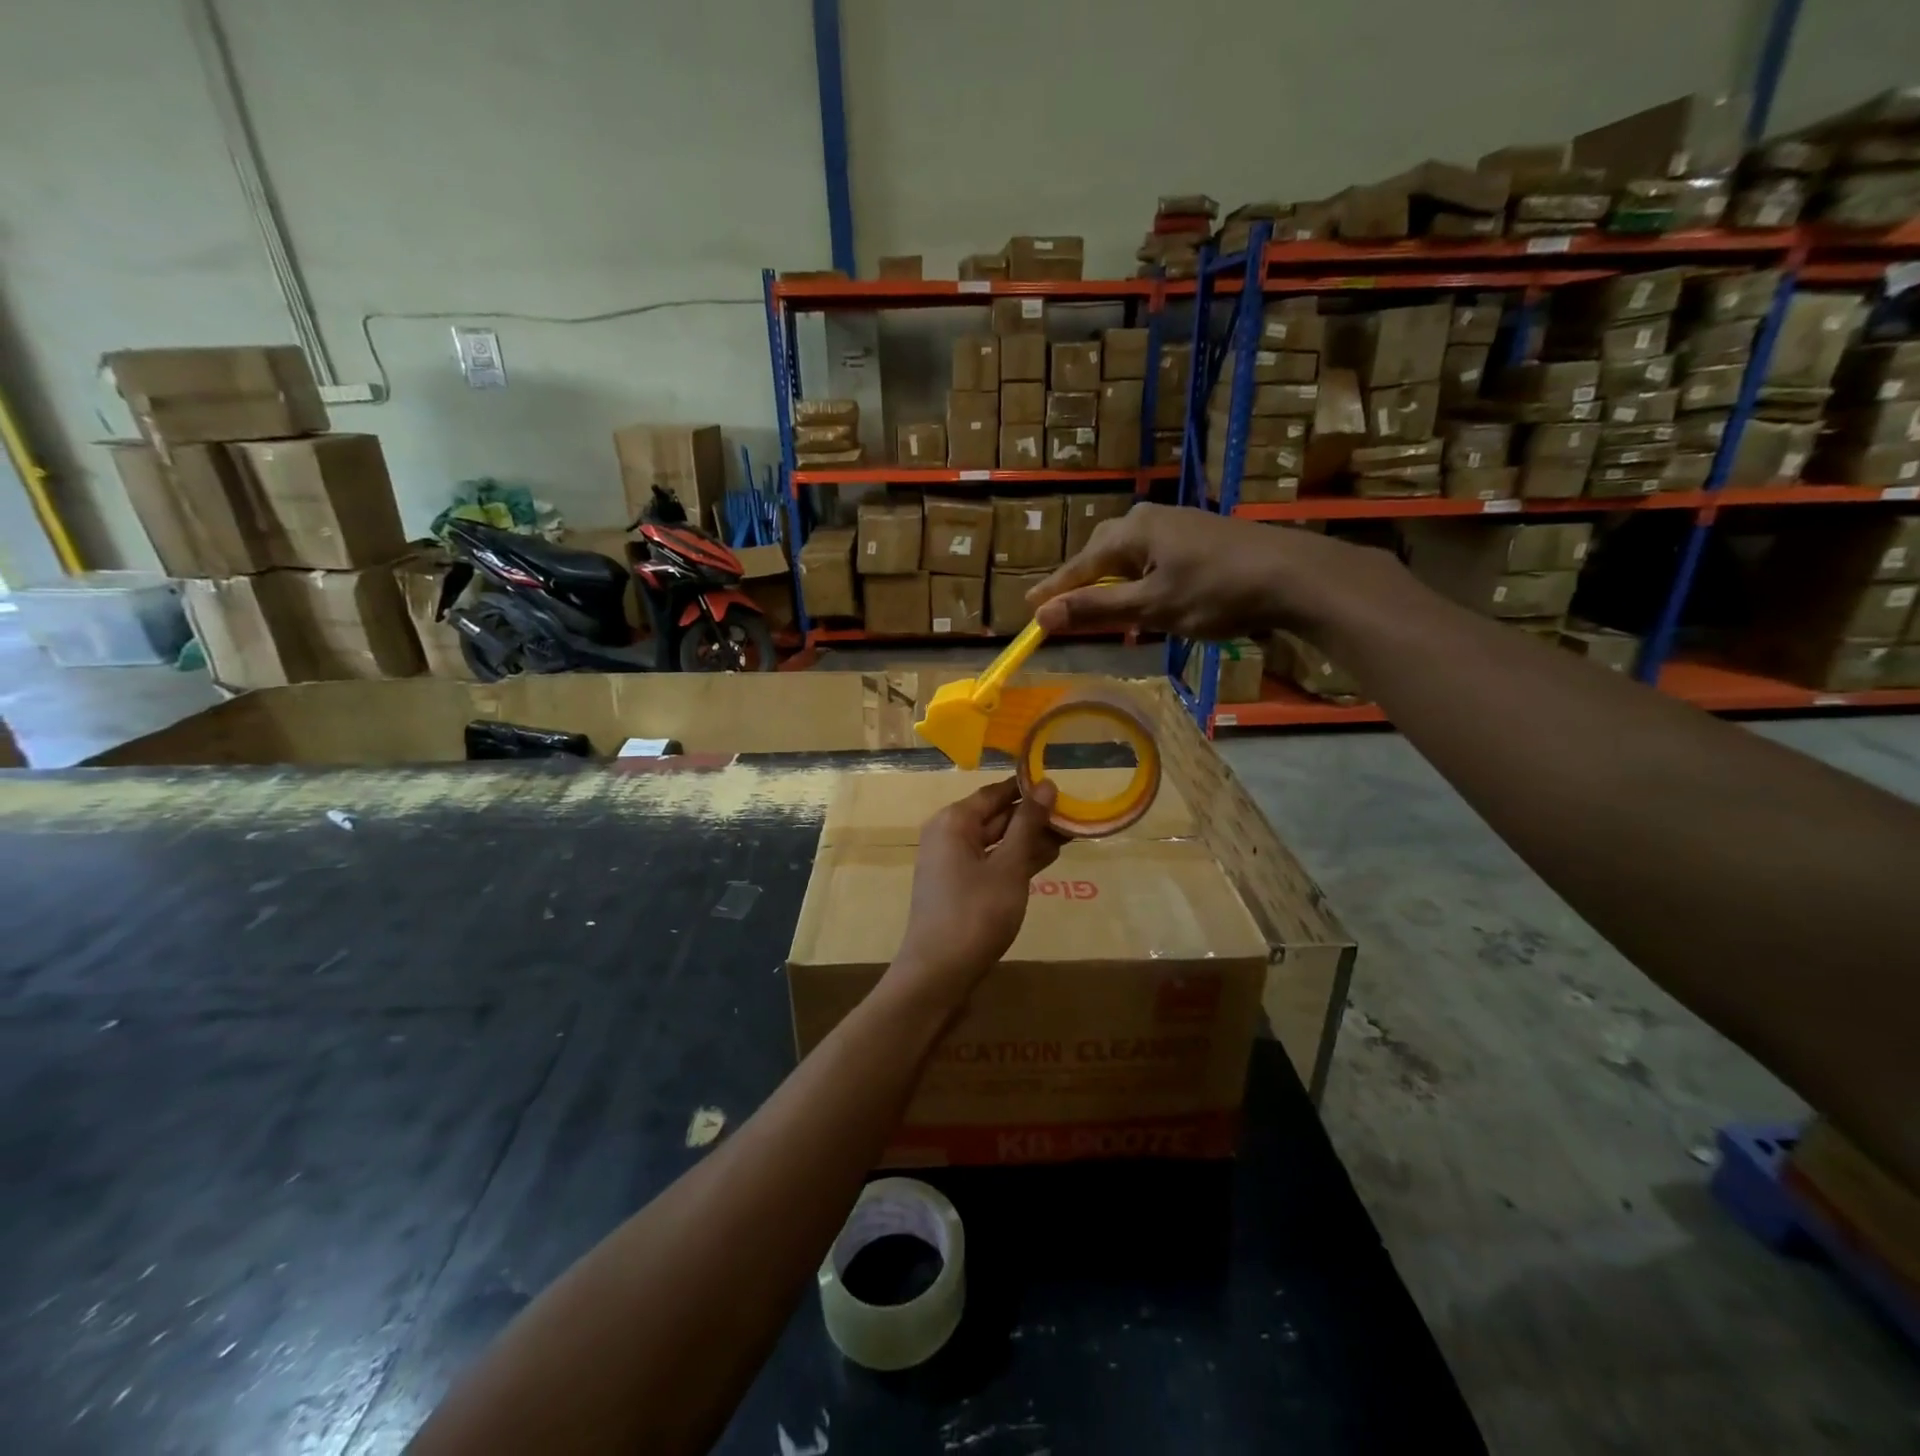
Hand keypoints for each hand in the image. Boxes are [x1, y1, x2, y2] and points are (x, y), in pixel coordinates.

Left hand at [891, 779, 1063, 1006]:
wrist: (938, 973)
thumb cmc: (975, 913)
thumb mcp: (1008, 867)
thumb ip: (1028, 825)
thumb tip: (1046, 785)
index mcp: (954, 821)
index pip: (996, 792)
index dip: (1029, 789)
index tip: (1063, 787)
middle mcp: (949, 834)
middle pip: (997, 815)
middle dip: (1034, 816)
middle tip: (1075, 814)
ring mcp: (952, 862)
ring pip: (997, 840)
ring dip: (1030, 838)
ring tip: (1070, 834)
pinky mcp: (960, 886)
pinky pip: (992, 861)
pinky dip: (1017, 859)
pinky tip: (1046, 858)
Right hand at [1026, 503, 1406, 639]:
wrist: (1294, 575)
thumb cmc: (1217, 591)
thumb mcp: (1152, 607)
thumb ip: (1096, 611)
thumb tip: (1042, 616)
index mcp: (1131, 531)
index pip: (1079, 566)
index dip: (1053, 592)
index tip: (1028, 610)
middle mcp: (1150, 519)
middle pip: (1101, 555)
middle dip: (1082, 585)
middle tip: (1064, 611)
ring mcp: (1178, 526)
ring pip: (1129, 558)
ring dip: (1112, 585)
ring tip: (1102, 611)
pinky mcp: (1200, 538)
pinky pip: (1153, 560)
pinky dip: (1140, 582)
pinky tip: (1148, 599)